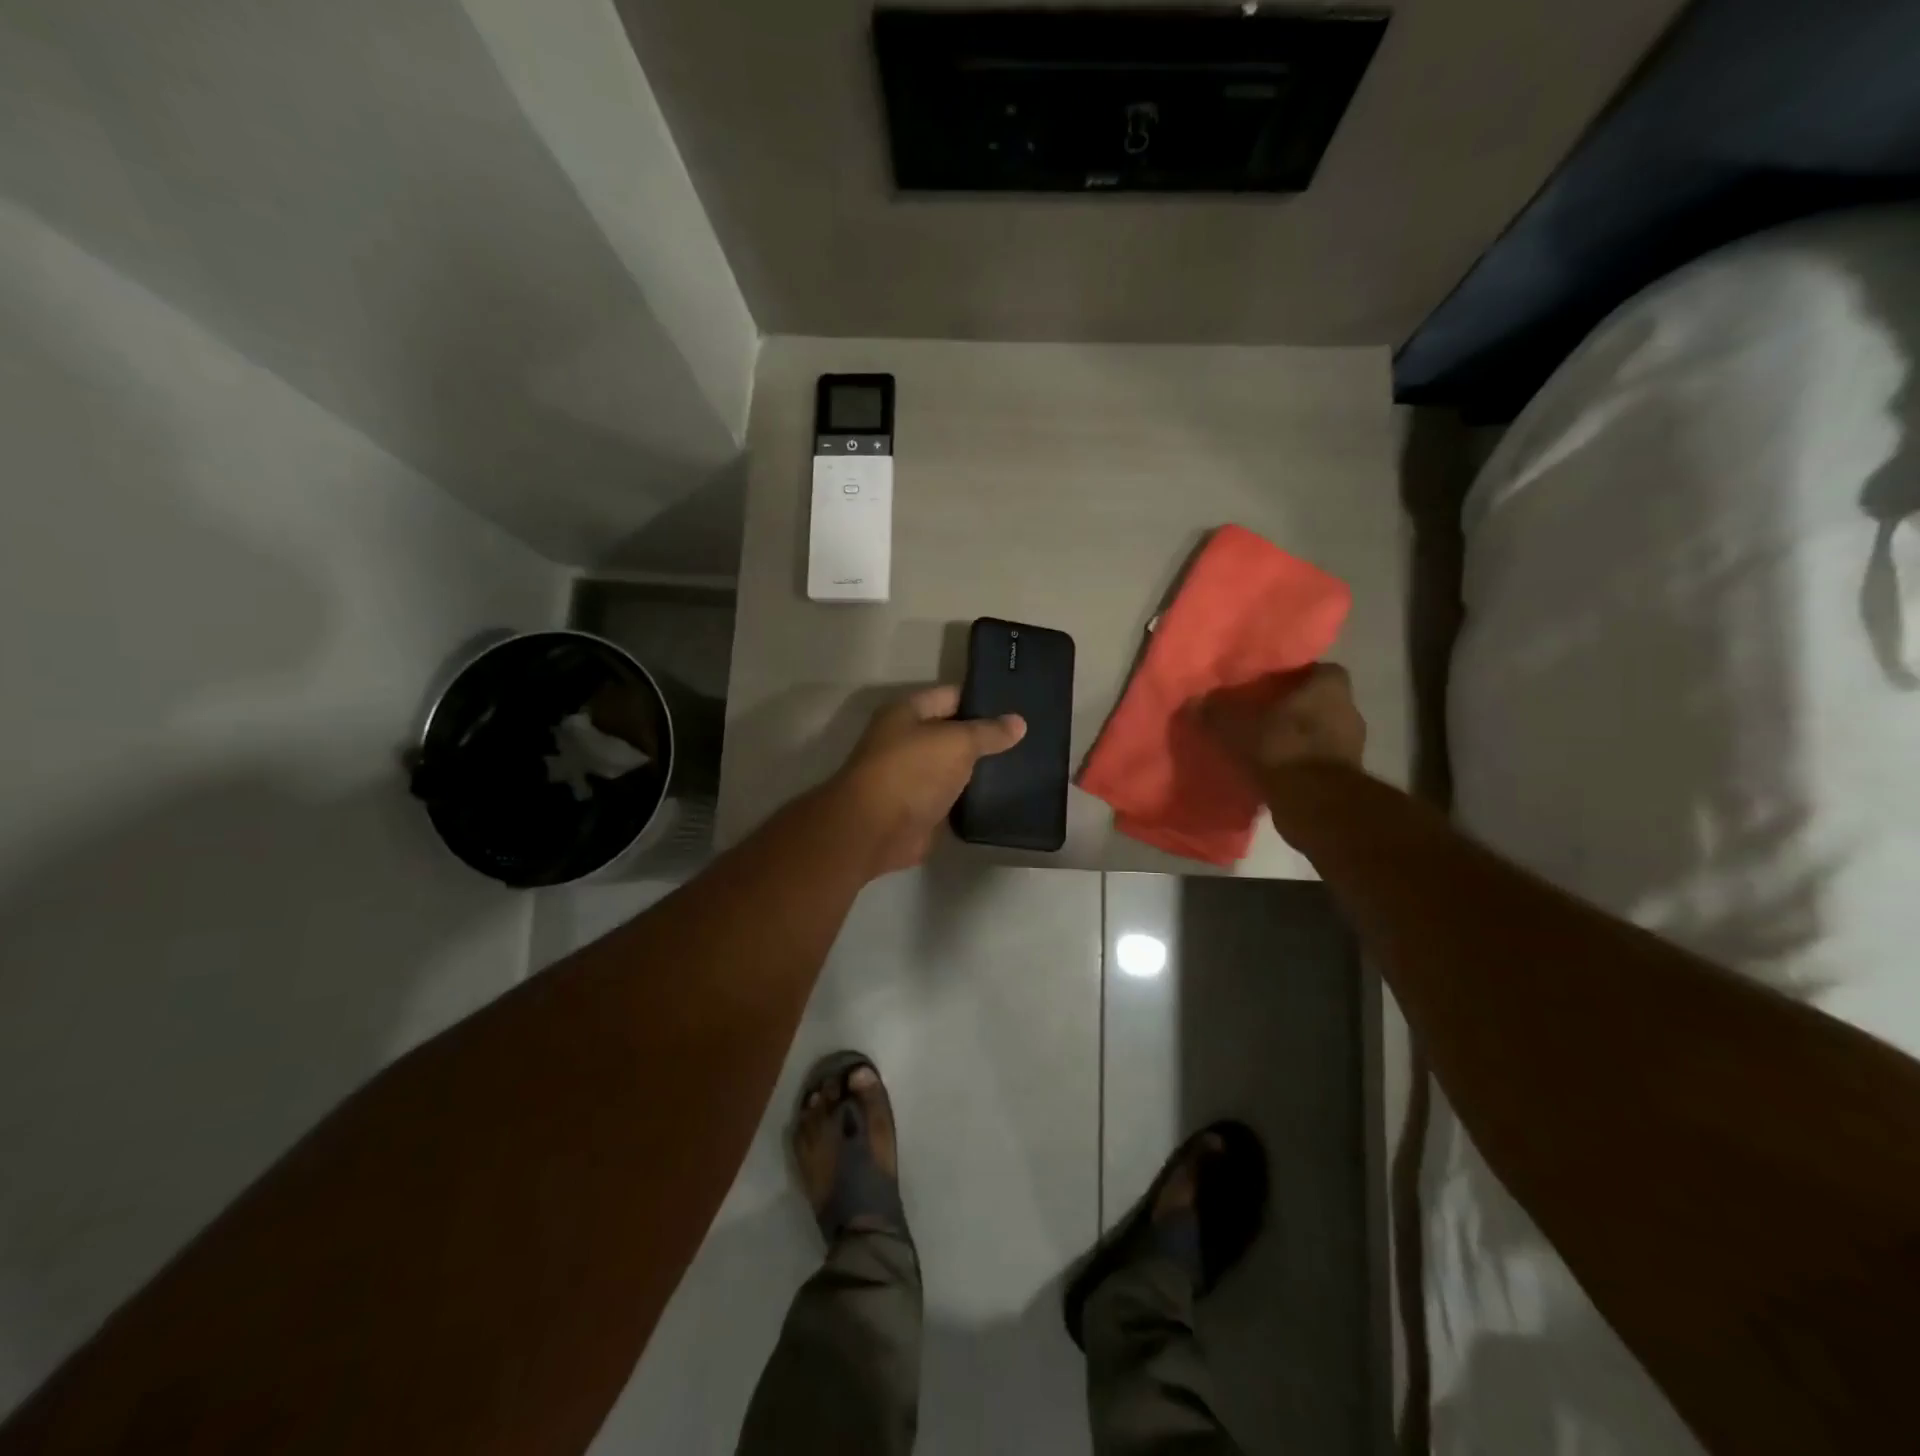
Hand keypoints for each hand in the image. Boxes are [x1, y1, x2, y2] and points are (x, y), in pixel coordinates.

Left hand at [833, 686, 1026, 876]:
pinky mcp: (923, 809)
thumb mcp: (956, 742)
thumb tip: (1019, 722)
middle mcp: (908, 741)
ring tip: (1027, 764)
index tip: (1021, 704)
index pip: (953, 696)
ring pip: (956, 767)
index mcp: (908, 713)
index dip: (984, 699)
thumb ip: (988, 732)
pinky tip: (1007, 794)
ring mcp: (915, 777)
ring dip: (982, 769)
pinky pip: (955, 797)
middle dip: (987, 736)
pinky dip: (974, 797)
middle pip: (955, 732)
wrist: (876, 831)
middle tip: (1030, 736)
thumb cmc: (912, 772)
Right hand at [1200, 663, 1366, 782]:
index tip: (1267, 684)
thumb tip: (1193, 700)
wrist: (1314, 804)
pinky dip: (1299, 762)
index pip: (1316, 668)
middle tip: (1259, 713)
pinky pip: (1318, 759)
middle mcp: (1348, 709)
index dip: (1292, 675)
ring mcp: (1351, 745)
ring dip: (1296, 737)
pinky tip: (1274, 769)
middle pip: (1317, 700)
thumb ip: (1215, 712)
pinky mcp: (1345, 775)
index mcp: (1329, 686)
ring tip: (1264, 744)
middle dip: (1292, 707)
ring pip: (1318, 731)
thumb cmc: (1280, 749)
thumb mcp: (1235, 727)